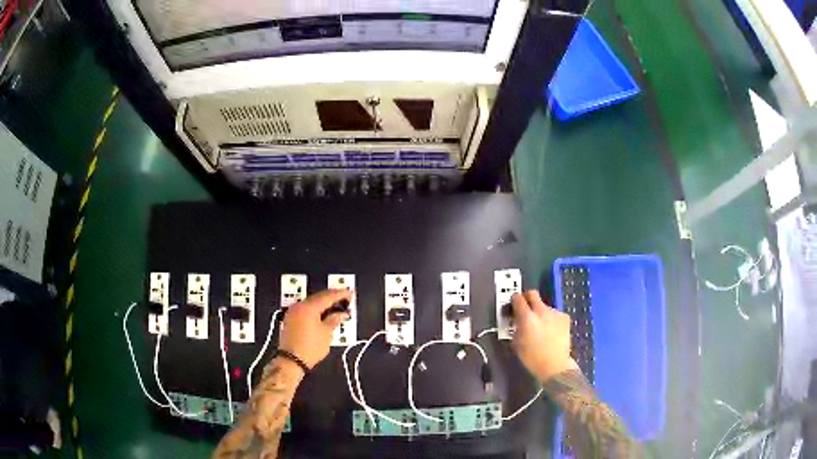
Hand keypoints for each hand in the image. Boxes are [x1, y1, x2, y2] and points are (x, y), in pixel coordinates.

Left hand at [278, 289, 351, 368]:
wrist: (291, 361)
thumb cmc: (311, 347)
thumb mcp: (326, 334)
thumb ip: (334, 320)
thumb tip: (341, 314)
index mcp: (308, 307)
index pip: (328, 296)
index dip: (340, 294)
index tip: (351, 293)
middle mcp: (299, 306)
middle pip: (318, 297)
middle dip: (332, 297)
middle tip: (345, 298)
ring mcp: (293, 312)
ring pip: (311, 302)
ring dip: (323, 303)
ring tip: (336, 305)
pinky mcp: (290, 319)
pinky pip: (305, 309)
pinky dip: (315, 309)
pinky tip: (323, 312)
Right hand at [512, 290, 578, 382]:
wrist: (555, 365)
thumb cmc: (532, 358)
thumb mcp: (516, 343)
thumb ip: (516, 327)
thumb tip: (517, 320)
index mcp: (526, 317)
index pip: (518, 298)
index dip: (514, 299)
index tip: (513, 303)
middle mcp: (541, 311)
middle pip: (533, 294)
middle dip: (527, 298)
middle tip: (525, 307)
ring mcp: (555, 313)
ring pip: (544, 306)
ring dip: (540, 312)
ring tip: (541, 327)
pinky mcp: (565, 317)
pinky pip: (554, 314)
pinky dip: (551, 319)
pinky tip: (552, 331)